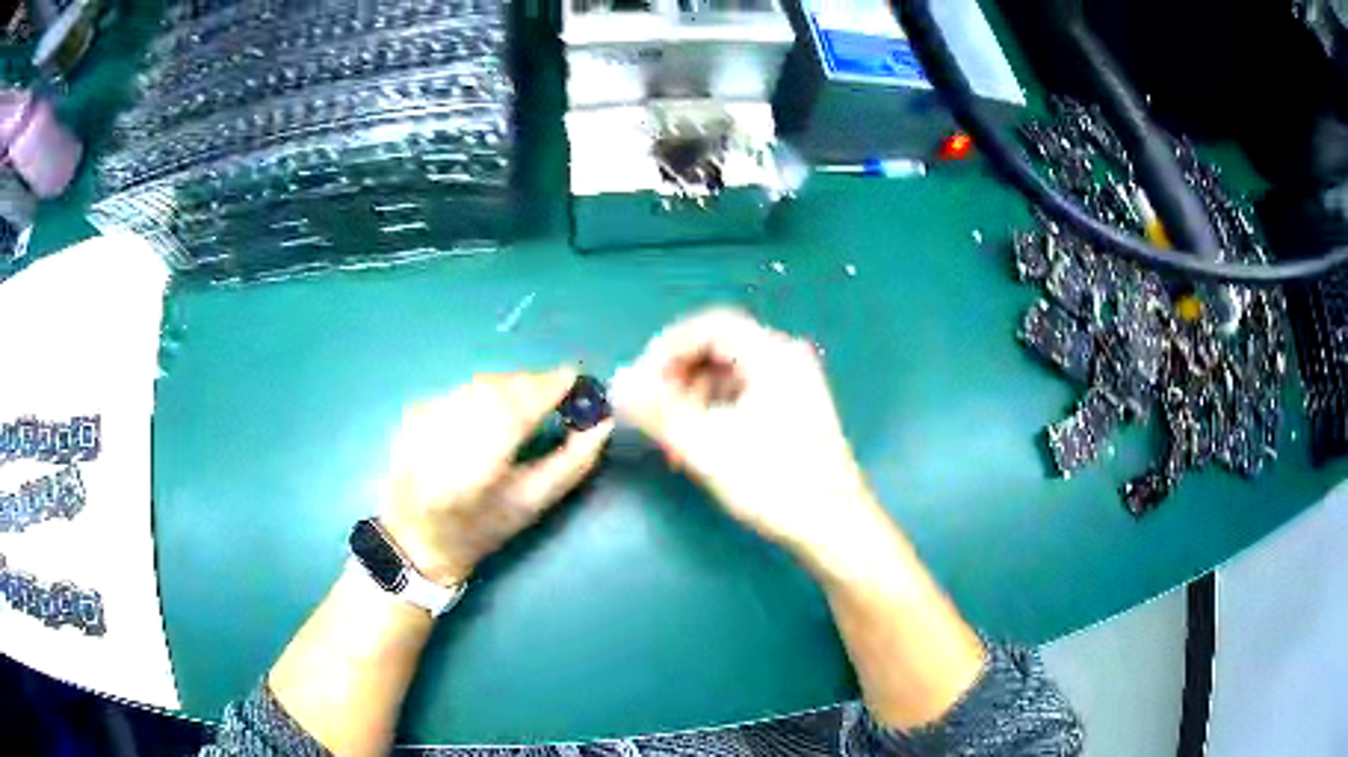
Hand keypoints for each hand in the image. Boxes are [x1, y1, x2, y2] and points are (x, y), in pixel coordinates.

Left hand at [378, 369, 613, 585]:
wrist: (416, 537)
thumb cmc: (479, 531)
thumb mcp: (531, 505)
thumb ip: (571, 463)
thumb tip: (602, 423)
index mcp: (473, 471)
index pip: (515, 412)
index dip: (547, 388)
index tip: (575, 376)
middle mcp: (442, 436)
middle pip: (497, 390)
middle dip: (531, 384)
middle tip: (557, 390)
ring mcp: (422, 419)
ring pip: (478, 384)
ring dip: (510, 385)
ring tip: (529, 401)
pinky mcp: (412, 410)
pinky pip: (461, 388)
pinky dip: (485, 391)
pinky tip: (493, 410)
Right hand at [611, 308, 884, 566]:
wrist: (834, 527)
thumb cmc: (775, 484)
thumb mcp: (708, 447)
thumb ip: (659, 411)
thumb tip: (618, 384)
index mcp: (773, 355)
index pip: (708, 326)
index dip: (666, 348)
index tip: (639, 382)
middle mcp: (786, 359)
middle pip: (718, 347)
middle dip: (677, 374)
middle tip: (650, 408)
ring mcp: (793, 384)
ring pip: (728, 372)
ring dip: (692, 395)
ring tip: (671, 434)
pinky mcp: (793, 409)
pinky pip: (743, 393)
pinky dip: (714, 409)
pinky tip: (699, 442)